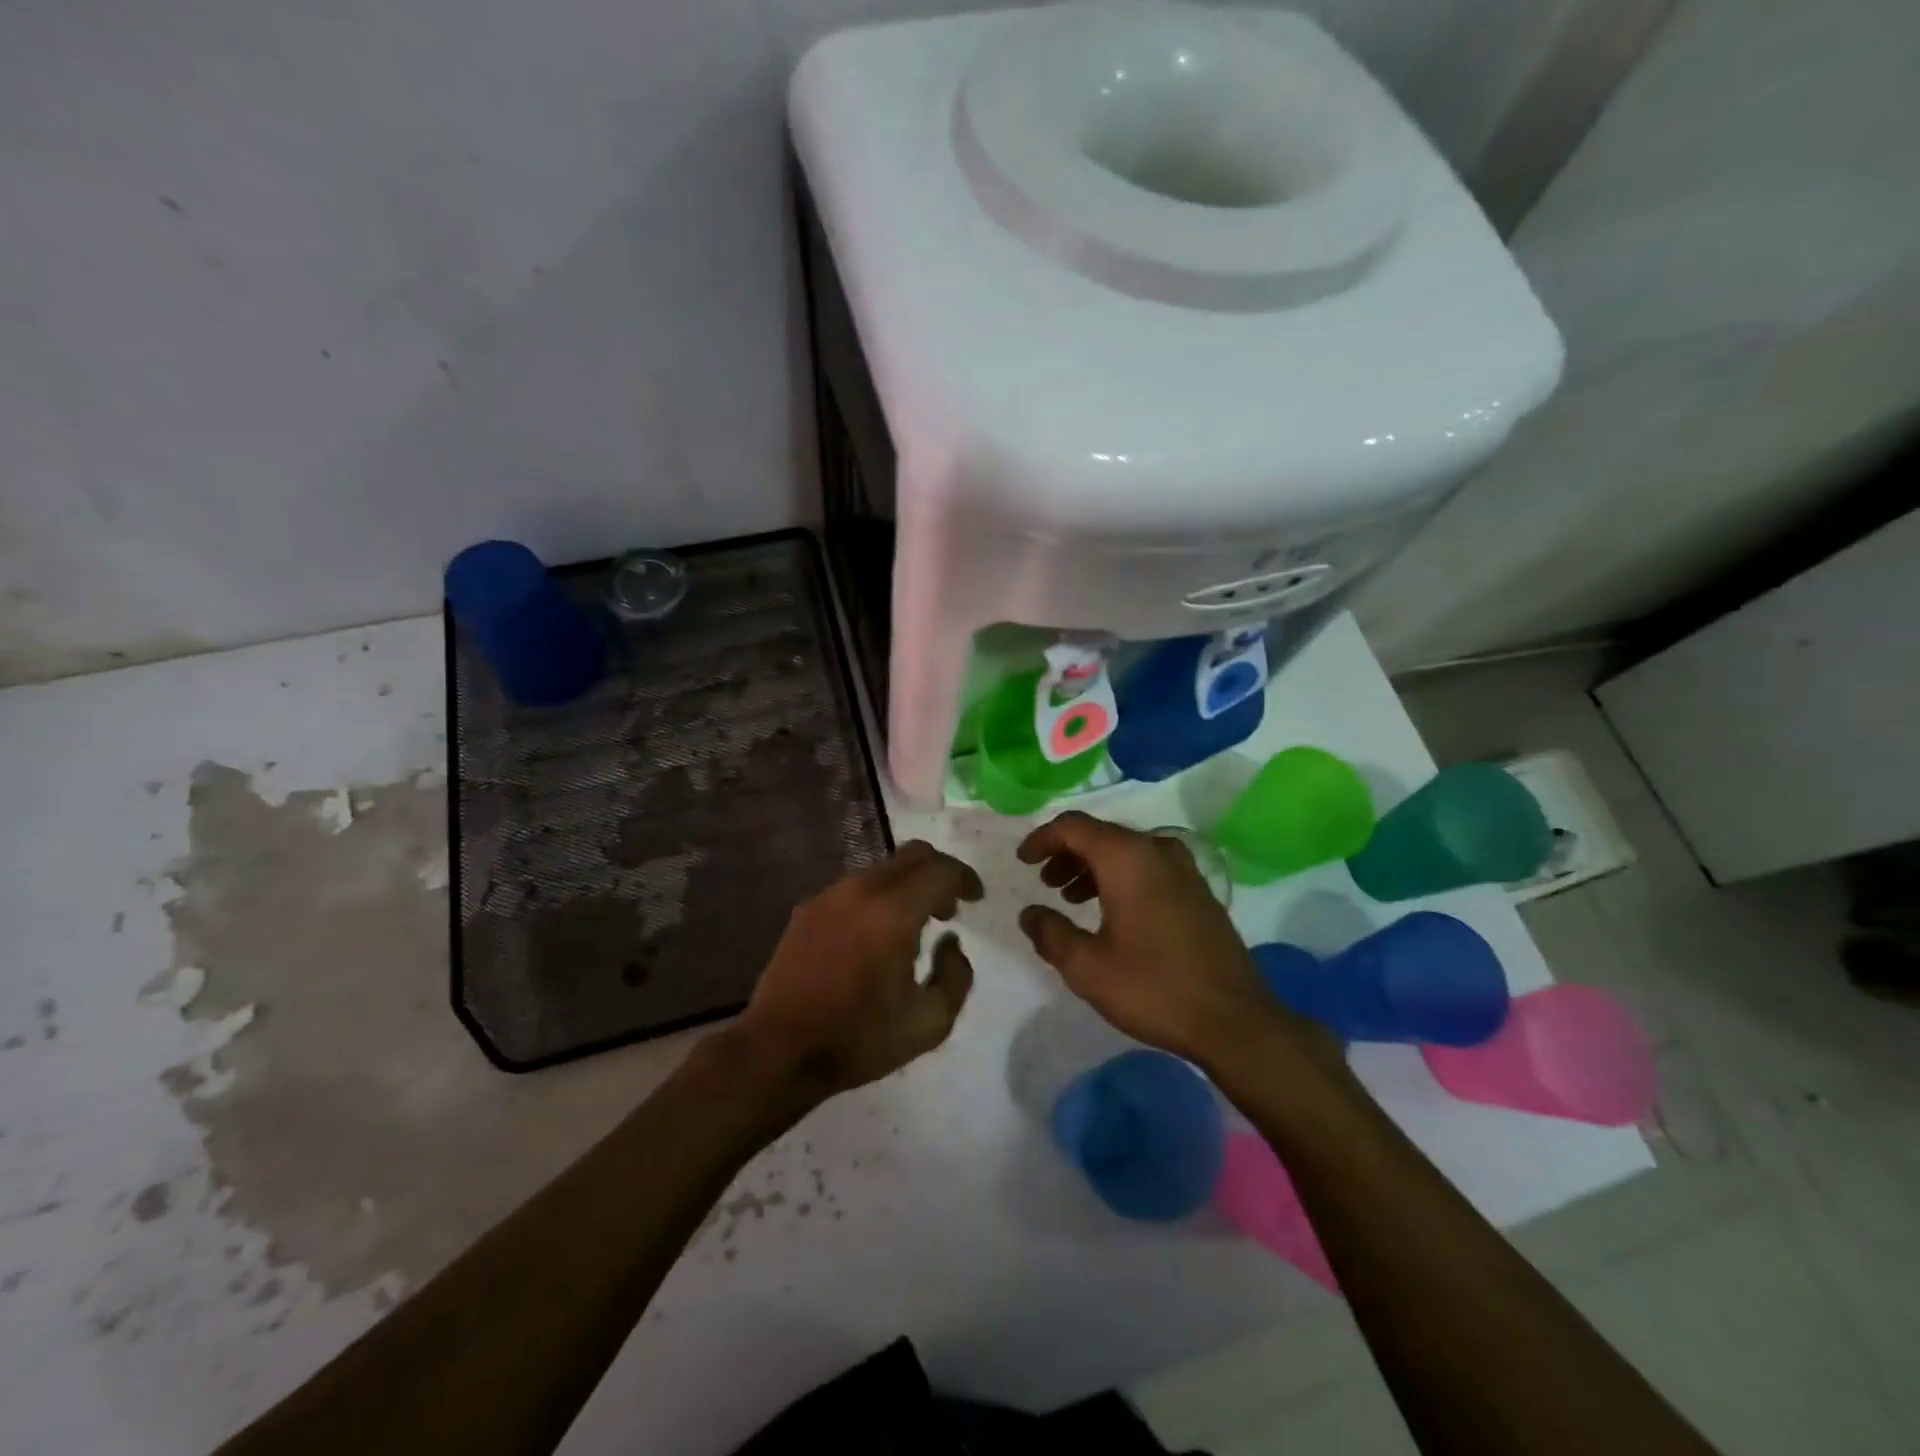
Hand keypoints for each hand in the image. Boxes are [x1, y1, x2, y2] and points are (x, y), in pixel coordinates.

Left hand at [731, 840, 982, 1103]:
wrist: (778, 1051)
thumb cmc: (858, 1040)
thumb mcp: (929, 1023)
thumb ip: (956, 977)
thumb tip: (950, 942)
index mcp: (893, 913)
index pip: (940, 870)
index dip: (965, 878)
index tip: (975, 899)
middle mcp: (860, 890)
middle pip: (912, 855)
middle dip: (939, 873)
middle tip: (948, 908)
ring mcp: (829, 895)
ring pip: (882, 868)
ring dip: (907, 885)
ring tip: (913, 926)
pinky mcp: (807, 908)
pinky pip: (855, 887)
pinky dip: (878, 897)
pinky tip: (875, 936)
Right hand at [1017, 812, 1335, 1070]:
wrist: (1235, 1020)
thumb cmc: (1154, 988)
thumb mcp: (1087, 967)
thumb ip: (1050, 933)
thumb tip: (1030, 913)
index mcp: (1127, 858)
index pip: (1074, 826)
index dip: (1042, 838)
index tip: (1023, 861)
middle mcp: (1157, 851)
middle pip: (1101, 835)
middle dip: (1066, 853)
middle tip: (1044, 882)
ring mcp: (1184, 869)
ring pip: (1126, 851)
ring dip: (1092, 867)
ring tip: (1070, 898)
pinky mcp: (1198, 890)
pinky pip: (1148, 867)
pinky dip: (1120, 877)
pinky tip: (1111, 911)